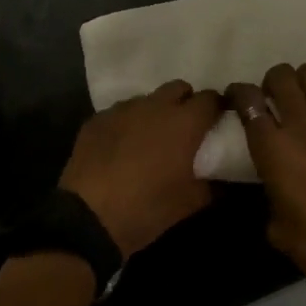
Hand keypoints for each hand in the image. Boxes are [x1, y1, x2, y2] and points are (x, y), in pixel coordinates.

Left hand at [60, 80, 224, 258]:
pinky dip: (126, 124)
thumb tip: (214, 177)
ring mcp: (122, 110)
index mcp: (184, 123)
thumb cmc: (147, 208)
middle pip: (178, 88)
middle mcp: (155, 106)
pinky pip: (119, 113)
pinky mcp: (96, 120)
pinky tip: (120, 147)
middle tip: (185, 128)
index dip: (216, 109)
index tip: (216, 123)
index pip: (210, 99)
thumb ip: (210, 183)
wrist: (89, 217)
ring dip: (154, 112)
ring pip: (147, 99)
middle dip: (185, 102)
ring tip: (149, 138)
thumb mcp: (190, 203)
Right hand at [229, 62, 305, 305]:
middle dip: (274, 80)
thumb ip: (271, 196)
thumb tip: (276, 185)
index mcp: (273, 151)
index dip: (239, 93)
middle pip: (280, 77)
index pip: (247, 102)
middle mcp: (302, 126)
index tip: (240, 98)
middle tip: (278, 96)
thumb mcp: (277, 228)